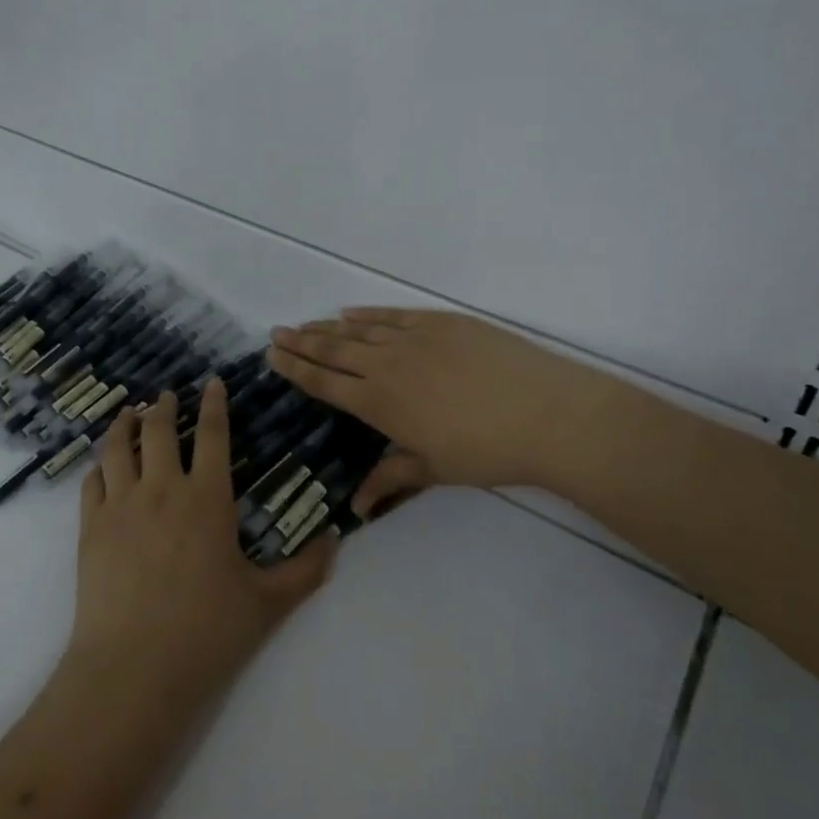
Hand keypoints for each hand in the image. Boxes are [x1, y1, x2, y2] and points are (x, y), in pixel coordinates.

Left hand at [66, 379, 335, 713]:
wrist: (134, 669)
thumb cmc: (207, 632)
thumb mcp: (268, 603)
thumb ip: (306, 569)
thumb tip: (336, 538)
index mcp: (207, 498)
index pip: (213, 434)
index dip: (214, 404)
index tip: (212, 382)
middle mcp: (162, 489)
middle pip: (159, 430)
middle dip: (164, 407)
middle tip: (166, 396)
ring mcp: (120, 506)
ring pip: (118, 448)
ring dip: (124, 425)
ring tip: (128, 413)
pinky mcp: (90, 529)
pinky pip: (92, 482)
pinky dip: (99, 466)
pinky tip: (102, 466)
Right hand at [267, 308, 585, 514]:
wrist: (545, 413)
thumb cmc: (487, 451)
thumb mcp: (434, 470)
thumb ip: (391, 477)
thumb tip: (356, 506)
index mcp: (379, 403)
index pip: (325, 383)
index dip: (295, 369)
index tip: (272, 356)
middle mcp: (386, 365)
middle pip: (333, 350)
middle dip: (301, 342)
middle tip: (276, 332)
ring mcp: (413, 338)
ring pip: (358, 330)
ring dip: (327, 327)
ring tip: (306, 324)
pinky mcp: (440, 322)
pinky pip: (392, 315)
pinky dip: (368, 314)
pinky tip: (350, 312)